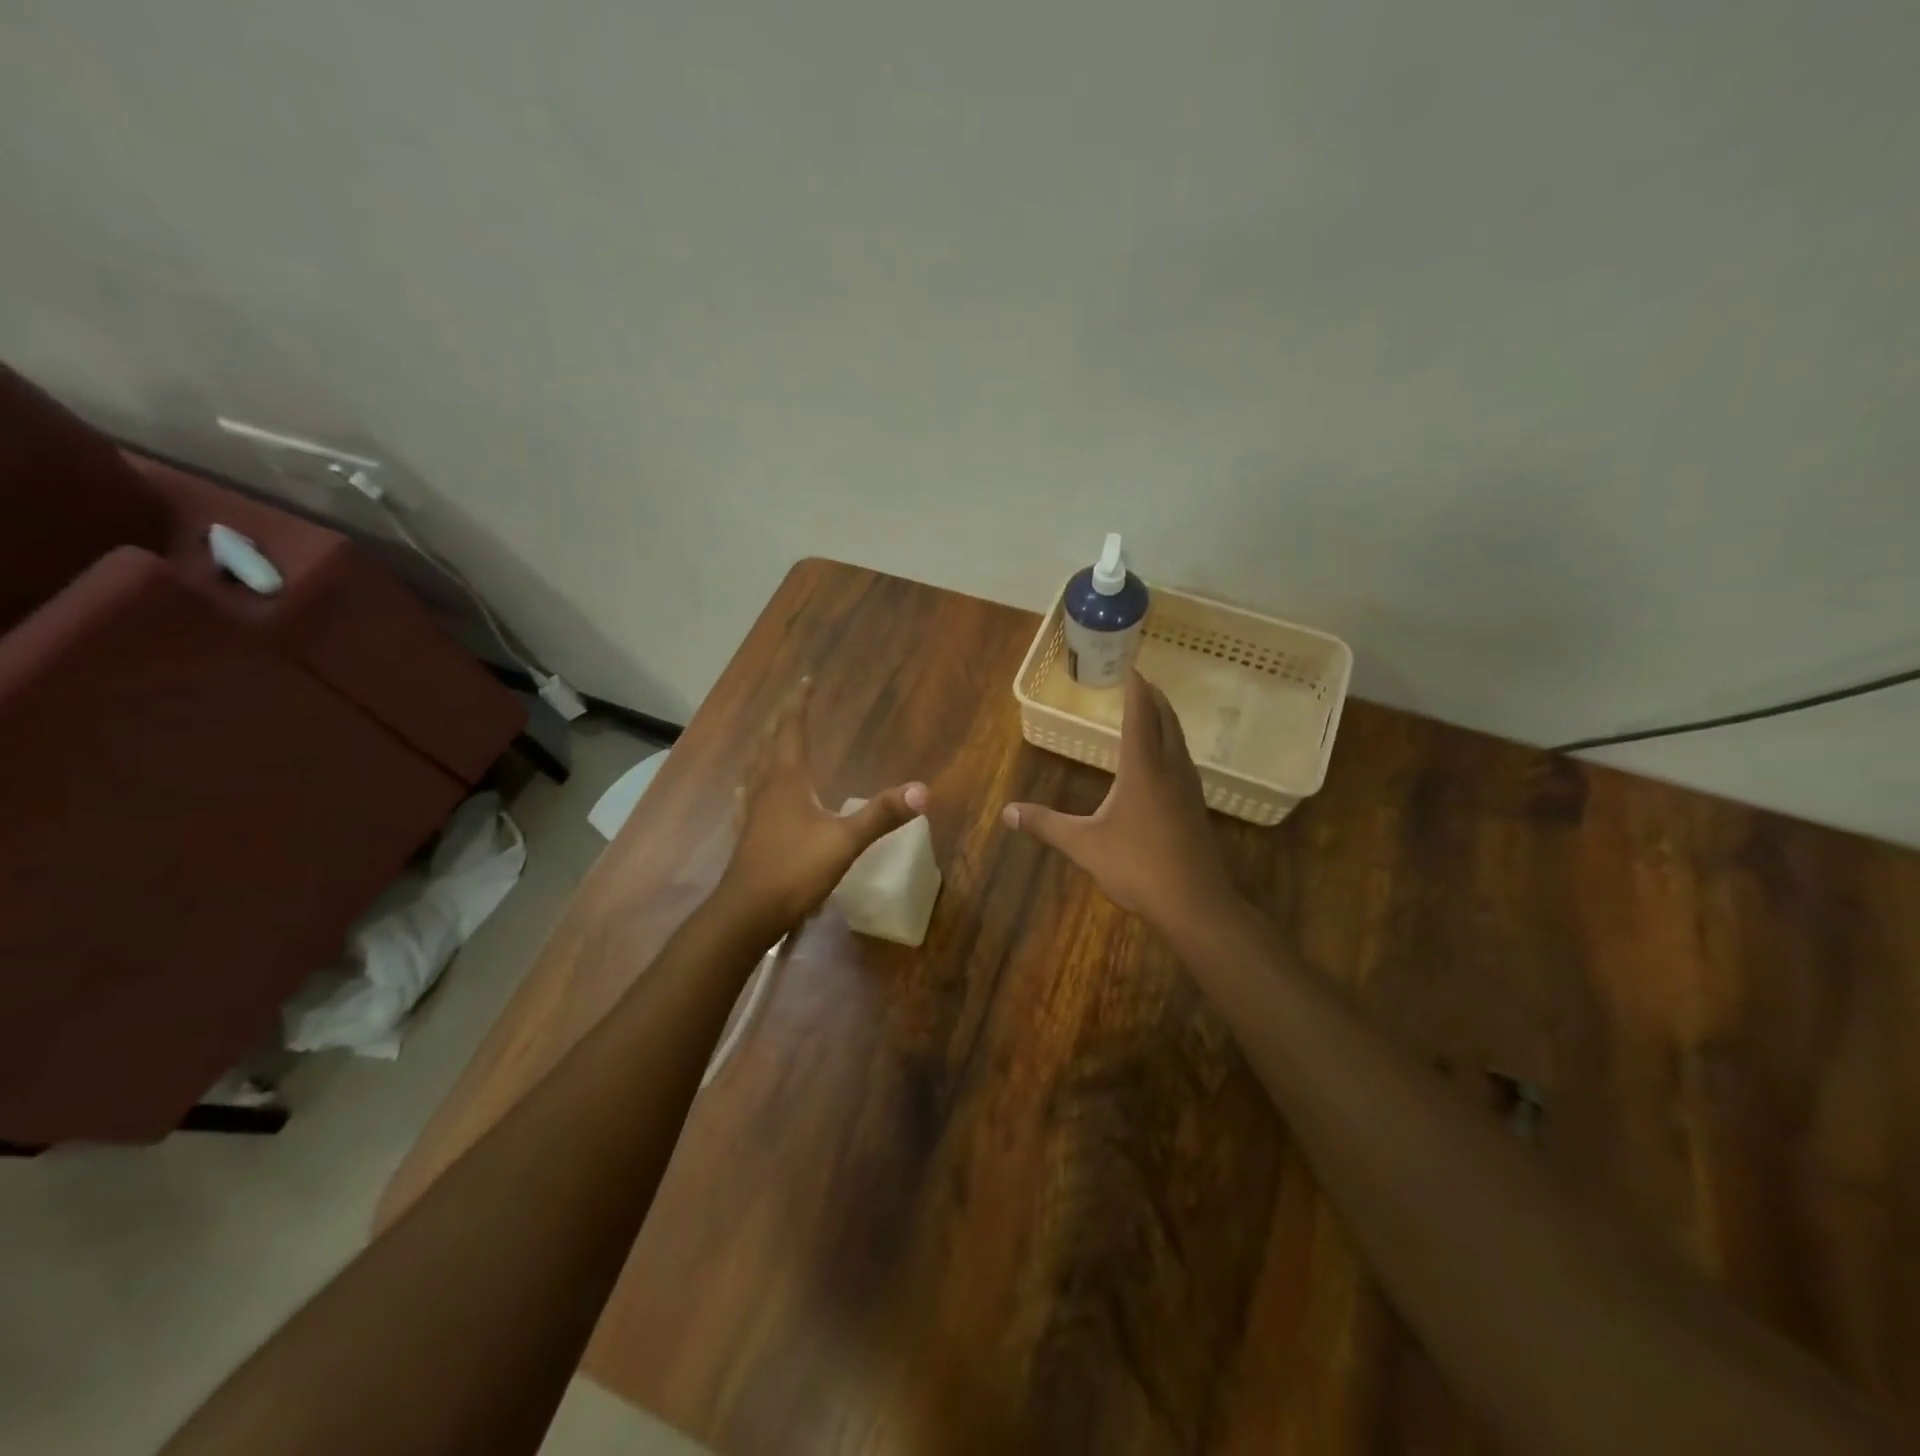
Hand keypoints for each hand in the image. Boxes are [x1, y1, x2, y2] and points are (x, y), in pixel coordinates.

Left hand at [718, 677, 929, 934]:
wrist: (748, 913)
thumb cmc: (795, 870)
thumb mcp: (845, 841)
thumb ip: (882, 814)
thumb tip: (923, 791)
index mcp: (787, 780)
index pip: (791, 730)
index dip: (798, 704)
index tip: (805, 680)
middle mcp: (765, 788)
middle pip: (770, 744)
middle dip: (782, 720)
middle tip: (792, 701)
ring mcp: (752, 812)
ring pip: (756, 768)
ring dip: (765, 746)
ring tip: (770, 736)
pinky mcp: (747, 835)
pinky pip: (747, 797)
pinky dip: (751, 782)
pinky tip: (745, 789)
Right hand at [1003, 669, 1236, 934]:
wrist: (1194, 903)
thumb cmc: (1137, 866)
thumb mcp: (1083, 844)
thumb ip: (1046, 824)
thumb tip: (1007, 812)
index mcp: (1143, 768)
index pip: (1140, 715)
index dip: (1135, 689)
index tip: (1131, 666)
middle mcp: (1170, 768)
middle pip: (1166, 720)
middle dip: (1153, 697)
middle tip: (1139, 681)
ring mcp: (1188, 788)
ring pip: (1178, 740)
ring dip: (1165, 719)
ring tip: (1150, 711)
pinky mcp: (1195, 807)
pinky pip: (1182, 760)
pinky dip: (1170, 744)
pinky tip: (1162, 760)